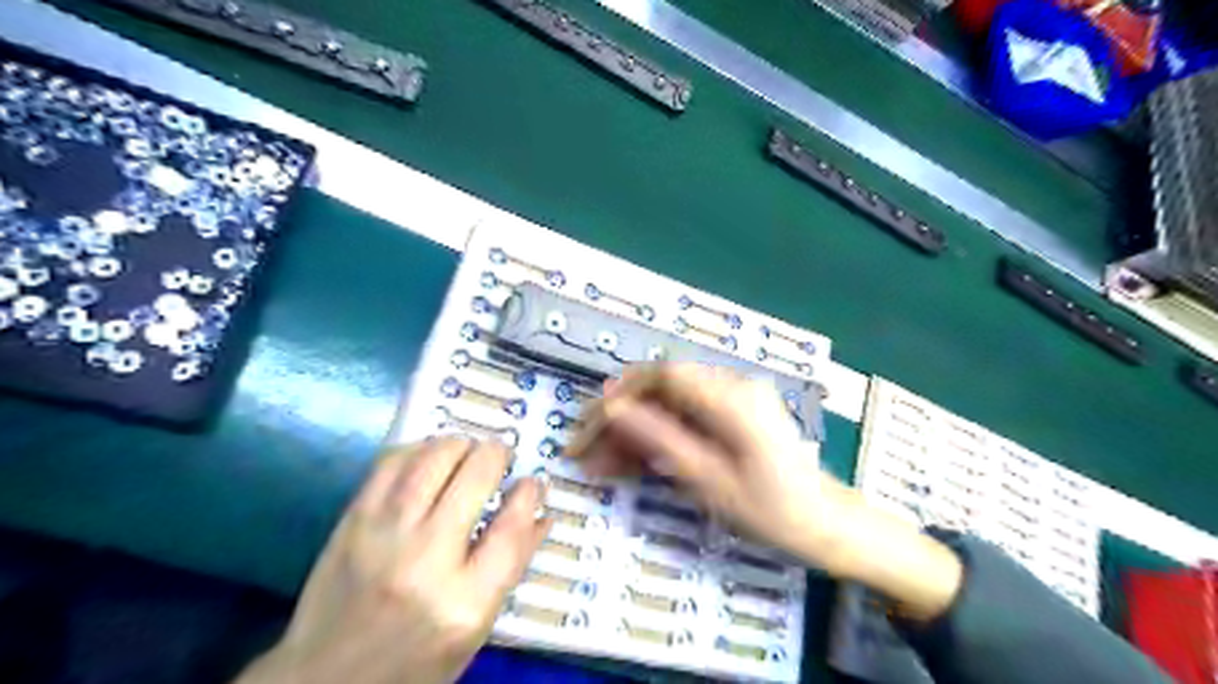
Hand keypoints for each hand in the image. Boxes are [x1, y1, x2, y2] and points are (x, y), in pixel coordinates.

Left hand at [238, 438, 552, 682]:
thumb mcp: (476, 628)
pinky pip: (391, 463)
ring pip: (433, 458)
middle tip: (501, 456)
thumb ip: (511, 566)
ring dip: (460, 444)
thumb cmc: (415, 660)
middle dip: (497, 454)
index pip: (511, 529)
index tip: (534, 481)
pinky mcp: (352, 521)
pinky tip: (428, 458)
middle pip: (474, 477)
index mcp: (464, 603)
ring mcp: (383, 535)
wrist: (324, 680)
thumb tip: (541, 512)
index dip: (529, 494)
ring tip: (468, 451)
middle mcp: (425, 561)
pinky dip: (418, 449)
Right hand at [569, 367, 960, 620]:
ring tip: (600, 465)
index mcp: (731, 397)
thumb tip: (614, 409)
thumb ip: (660, 439)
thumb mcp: (710, 480)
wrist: (825, 524)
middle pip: (660, 389)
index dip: (620, 394)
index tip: (589, 424)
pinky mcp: (730, 416)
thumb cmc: (772, 509)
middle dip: (619, 417)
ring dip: (633, 432)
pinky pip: (683, 419)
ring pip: (666, 406)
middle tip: (586, 451)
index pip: (663, 375)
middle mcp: (731, 387)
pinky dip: (655, 438)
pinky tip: (630, 463)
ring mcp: (731, 400)